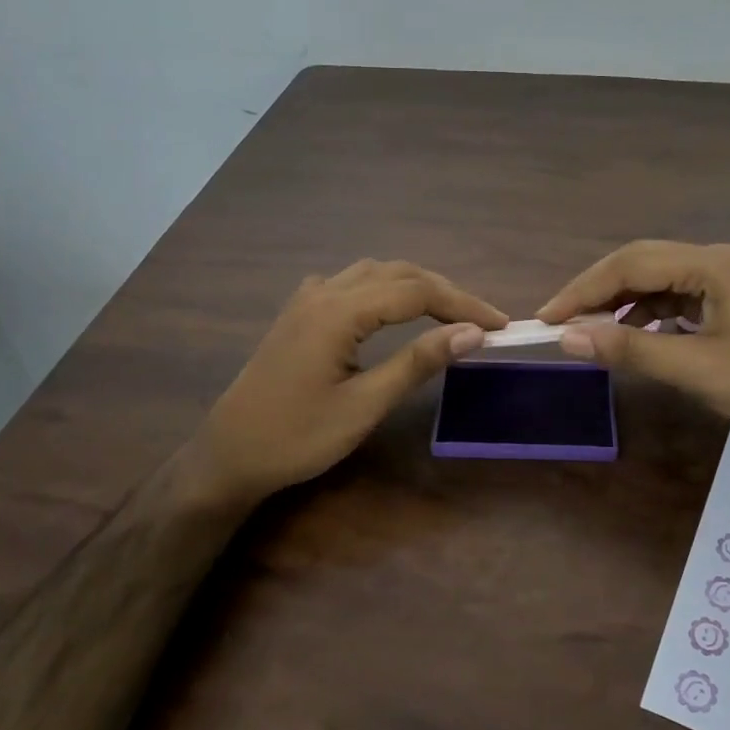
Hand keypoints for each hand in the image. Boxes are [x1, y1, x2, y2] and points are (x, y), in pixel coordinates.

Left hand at [196, 260, 506, 504]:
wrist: (230, 455)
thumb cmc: (298, 437)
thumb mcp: (365, 405)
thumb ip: (417, 362)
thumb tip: (471, 333)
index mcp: (339, 312)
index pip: (417, 292)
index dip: (463, 303)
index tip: (499, 325)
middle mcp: (324, 292)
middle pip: (398, 273)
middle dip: (445, 292)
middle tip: (481, 320)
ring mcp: (307, 300)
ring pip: (374, 273)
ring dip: (415, 286)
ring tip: (447, 313)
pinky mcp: (299, 314)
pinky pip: (350, 284)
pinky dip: (383, 289)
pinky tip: (388, 309)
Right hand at [537, 241, 729, 443]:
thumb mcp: (695, 368)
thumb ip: (630, 348)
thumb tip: (568, 337)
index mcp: (712, 264)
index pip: (631, 264)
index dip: (583, 289)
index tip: (547, 317)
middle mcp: (716, 261)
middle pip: (641, 264)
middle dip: (597, 292)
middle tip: (559, 322)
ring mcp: (725, 280)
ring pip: (657, 281)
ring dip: (621, 304)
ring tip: (589, 332)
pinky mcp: (729, 301)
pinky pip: (675, 298)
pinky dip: (647, 315)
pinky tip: (632, 336)